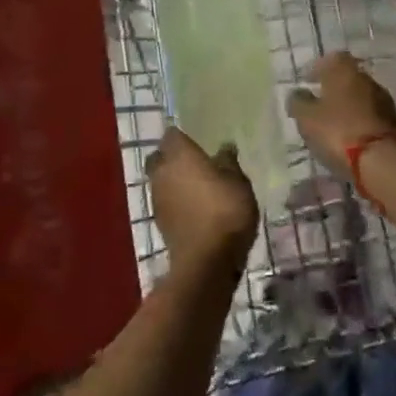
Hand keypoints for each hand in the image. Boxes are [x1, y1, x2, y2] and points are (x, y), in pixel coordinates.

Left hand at [147, 129, 257, 273]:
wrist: (206, 260)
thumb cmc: (225, 210)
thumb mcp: (238, 181)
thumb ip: (229, 161)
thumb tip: (224, 147)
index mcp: (179, 155)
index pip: (172, 135)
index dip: (182, 137)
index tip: (196, 141)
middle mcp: (162, 172)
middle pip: (159, 157)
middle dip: (171, 158)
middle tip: (193, 163)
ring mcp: (157, 198)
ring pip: (160, 181)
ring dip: (173, 181)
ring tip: (196, 187)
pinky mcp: (160, 222)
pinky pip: (166, 202)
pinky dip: (176, 202)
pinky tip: (194, 208)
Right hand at [286, 53, 395, 178]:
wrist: (383, 160)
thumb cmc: (338, 131)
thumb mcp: (307, 118)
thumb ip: (299, 102)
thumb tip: (298, 94)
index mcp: (344, 70)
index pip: (331, 58)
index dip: (318, 68)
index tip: (308, 81)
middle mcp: (366, 79)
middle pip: (348, 78)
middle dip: (334, 89)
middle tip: (319, 104)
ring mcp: (383, 101)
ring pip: (360, 97)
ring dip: (348, 106)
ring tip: (333, 124)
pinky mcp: (394, 123)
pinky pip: (370, 116)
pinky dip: (359, 122)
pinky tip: (350, 136)